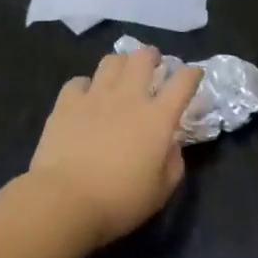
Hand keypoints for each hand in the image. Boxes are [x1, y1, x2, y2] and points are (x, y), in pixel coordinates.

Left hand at [26, 48, 204, 245]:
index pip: (183, 82)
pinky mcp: (66, 104)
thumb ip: (173, 163)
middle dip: (152, 56)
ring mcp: (95, 97)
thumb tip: (171, 145)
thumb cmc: (119, 201)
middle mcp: (129, 97)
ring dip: (121, 64)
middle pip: (144, 58)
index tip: (194, 75)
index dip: (192, 74)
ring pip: (111, 61)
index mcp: (158, 118)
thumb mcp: (161, 191)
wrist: (64, 201)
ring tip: (121, 75)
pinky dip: (85, 85)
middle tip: (153, 65)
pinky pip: (78, 81)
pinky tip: (86, 97)